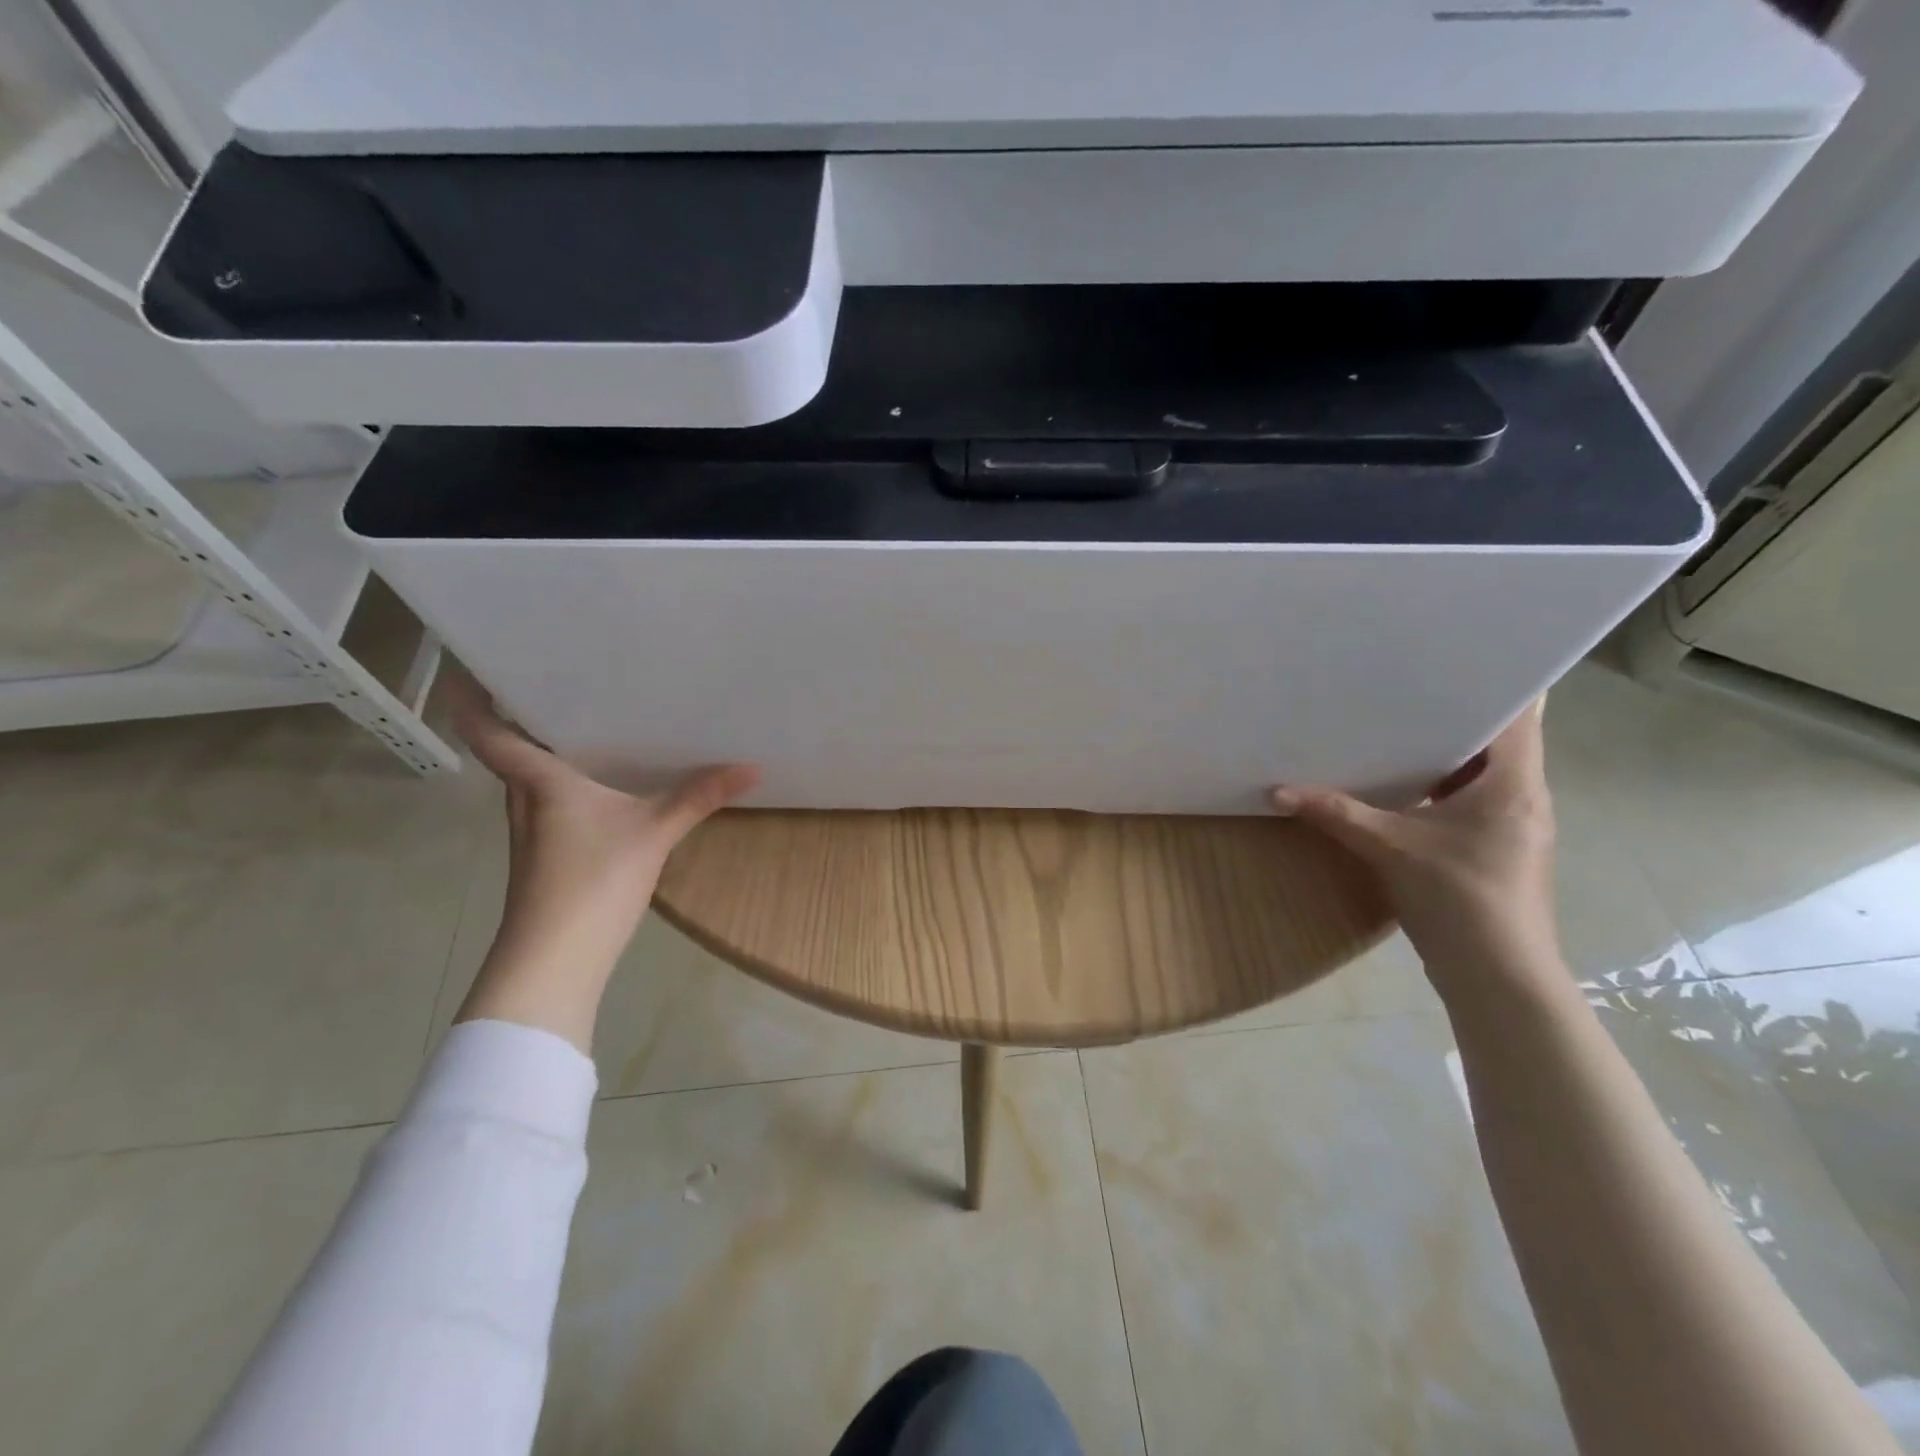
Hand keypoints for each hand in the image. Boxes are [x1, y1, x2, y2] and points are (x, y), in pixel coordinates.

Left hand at [443, 668, 758, 1048]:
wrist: (555, 962)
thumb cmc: (591, 883)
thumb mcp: (653, 834)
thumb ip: (698, 797)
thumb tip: (751, 766)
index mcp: (539, 783)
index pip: (489, 733)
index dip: (473, 699)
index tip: (475, 665)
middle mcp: (525, 801)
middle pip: (512, 752)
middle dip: (526, 717)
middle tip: (562, 680)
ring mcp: (533, 833)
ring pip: (532, 780)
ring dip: (548, 752)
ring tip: (589, 723)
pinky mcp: (547, 858)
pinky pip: (551, 804)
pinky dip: (568, 785)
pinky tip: (603, 788)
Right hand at [1269, 699, 1559, 995]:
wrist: (1498, 977)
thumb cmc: (1459, 899)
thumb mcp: (1390, 848)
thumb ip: (1336, 813)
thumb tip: (1277, 791)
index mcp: (1514, 784)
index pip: (1521, 714)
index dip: (1498, 681)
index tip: (1458, 656)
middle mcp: (1523, 797)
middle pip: (1498, 740)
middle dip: (1455, 713)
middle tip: (1408, 684)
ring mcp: (1513, 826)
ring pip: (1482, 772)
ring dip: (1445, 752)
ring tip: (1399, 725)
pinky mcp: (1495, 850)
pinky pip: (1470, 800)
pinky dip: (1440, 786)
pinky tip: (1401, 784)